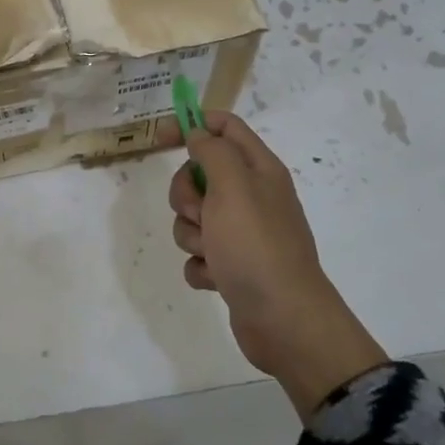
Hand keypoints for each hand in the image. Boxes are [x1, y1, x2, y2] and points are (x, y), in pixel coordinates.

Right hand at [169, 112, 387, 419]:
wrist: (284, 320)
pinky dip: (201, 266)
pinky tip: (216, 278)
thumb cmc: (256, 245)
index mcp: (259, 170)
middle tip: (201, 213)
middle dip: (186, 195)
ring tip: (212, 253)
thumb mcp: (233, 186)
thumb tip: (199, 132)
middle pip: (199, 175)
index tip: (161, 137)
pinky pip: (198, 254)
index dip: (192, 124)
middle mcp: (251, 197)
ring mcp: (241, 233)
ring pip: (193, 217)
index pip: (224, 127)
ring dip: (192, 235)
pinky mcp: (231, 266)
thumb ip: (212, 151)